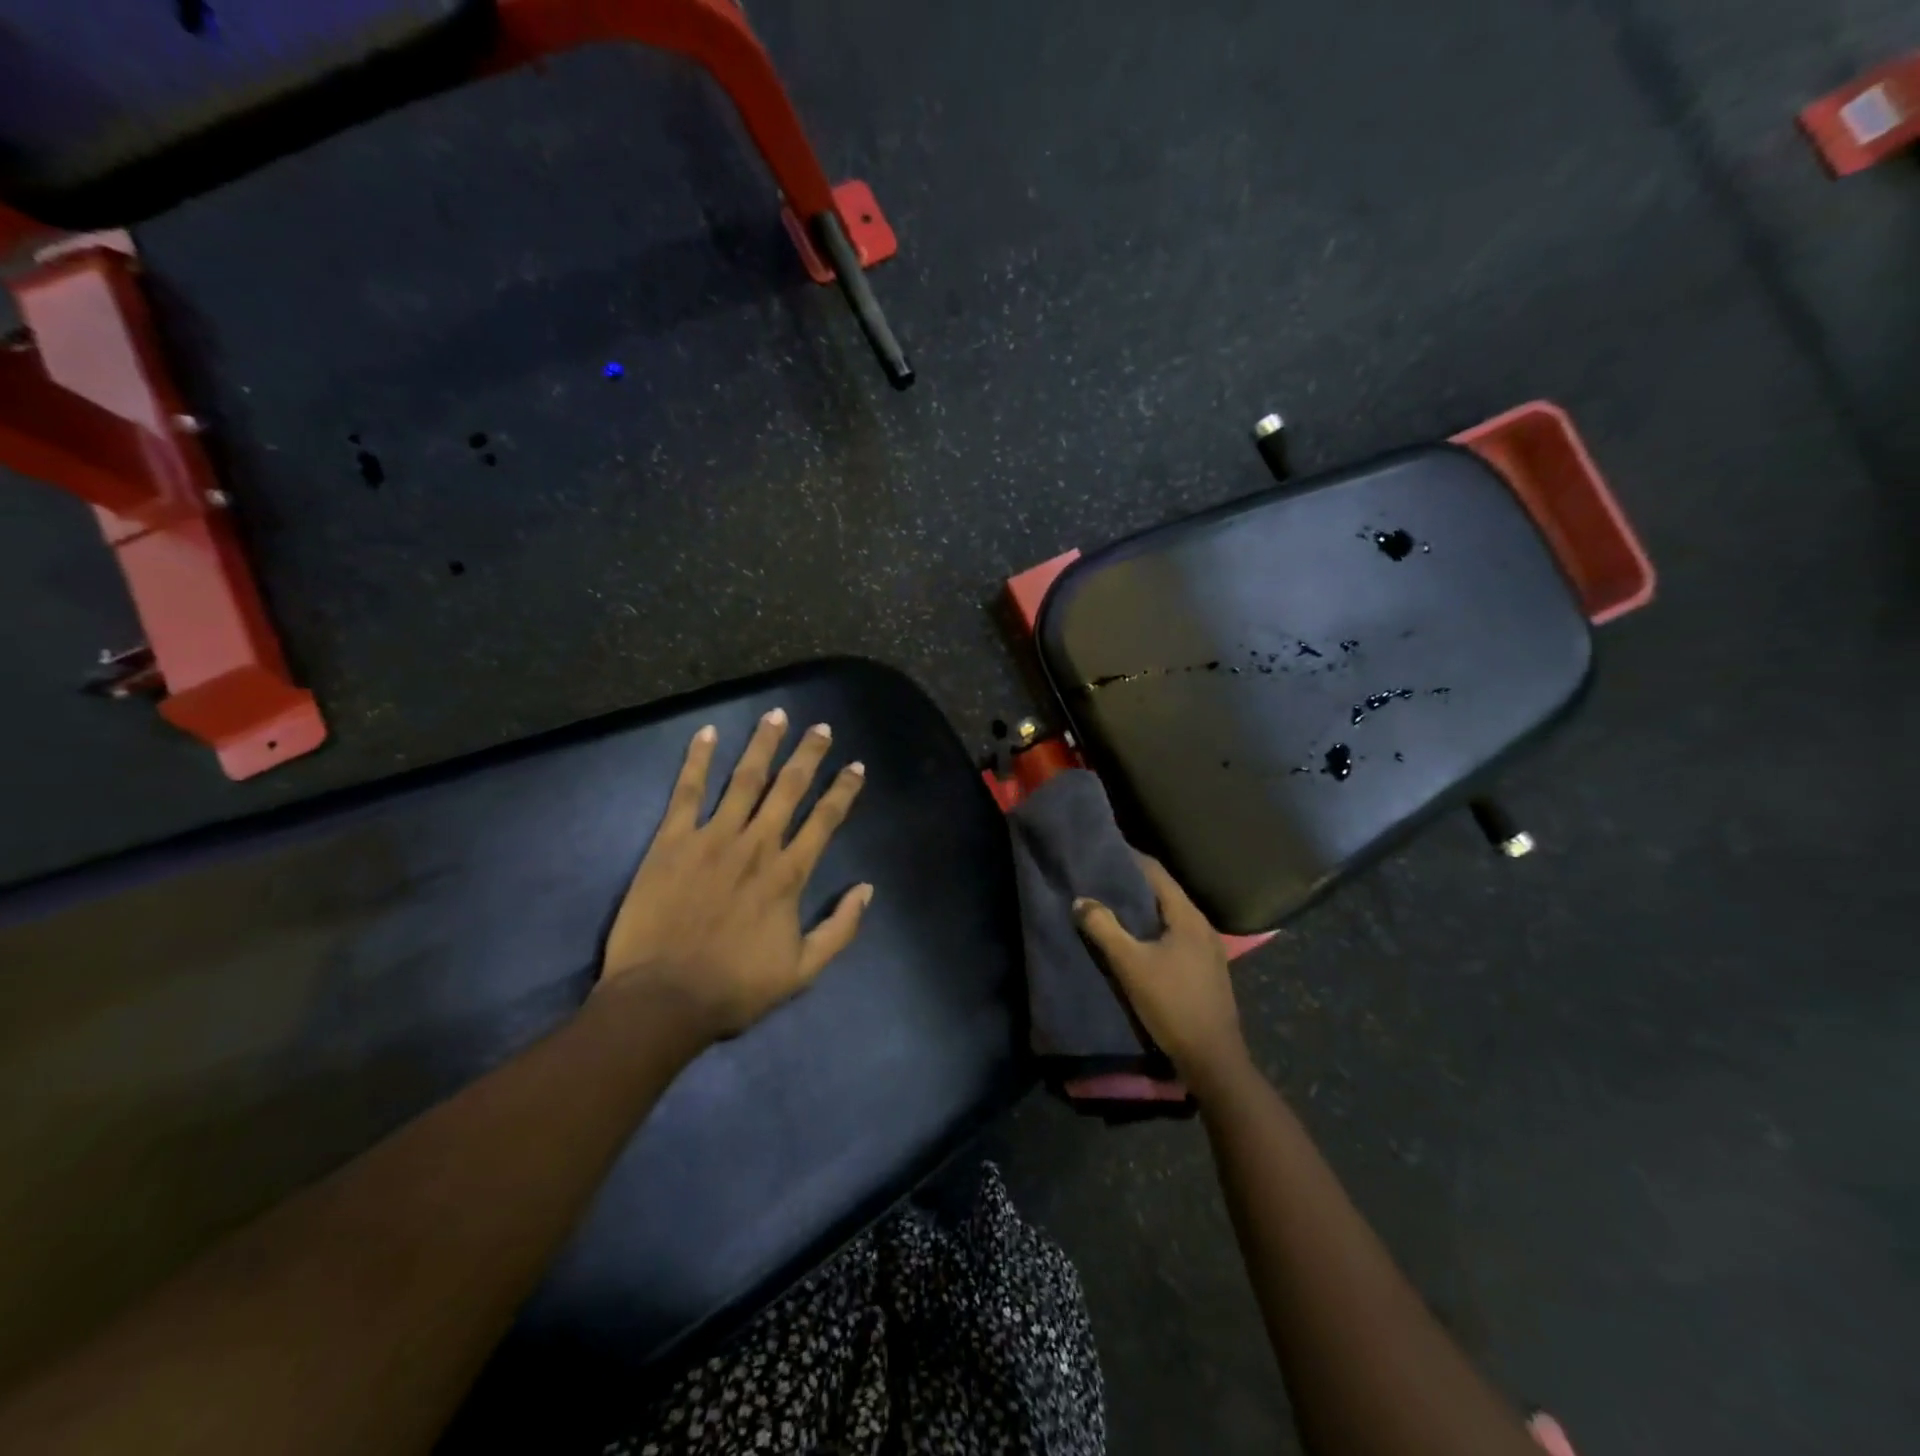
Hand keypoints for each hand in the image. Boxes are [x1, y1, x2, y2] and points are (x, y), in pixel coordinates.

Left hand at [600, 709, 870, 1039]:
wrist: (663, 1000)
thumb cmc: (735, 988)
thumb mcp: (803, 971)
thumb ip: (840, 928)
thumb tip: (867, 889)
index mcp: (789, 874)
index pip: (825, 819)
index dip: (844, 789)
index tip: (856, 765)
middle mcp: (757, 845)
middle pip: (789, 788)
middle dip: (808, 754)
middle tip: (820, 727)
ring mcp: (713, 838)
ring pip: (745, 780)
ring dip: (763, 745)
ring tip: (776, 715)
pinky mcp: (672, 842)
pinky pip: (687, 792)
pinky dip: (697, 760)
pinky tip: (707, 733)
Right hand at [1074, 855, 1248, 1088]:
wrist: (1213, 1059)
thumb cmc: (1172, 1004)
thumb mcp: (1130, 965)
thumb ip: (1104, 929)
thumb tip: (1081, 900)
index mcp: (1188, 917)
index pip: (1157, 873)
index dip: (1131, 860)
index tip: (1105, 853)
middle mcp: (1203, 926)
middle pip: (1165, 893)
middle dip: (1134, 885)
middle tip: (1102, 879)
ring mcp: (1209, 950)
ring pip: (1171, 917)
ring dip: (1144, 910)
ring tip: (1114, 907)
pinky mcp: (1207, 970)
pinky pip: (1176, 936)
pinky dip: (1155, 930)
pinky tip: (1137, 941)